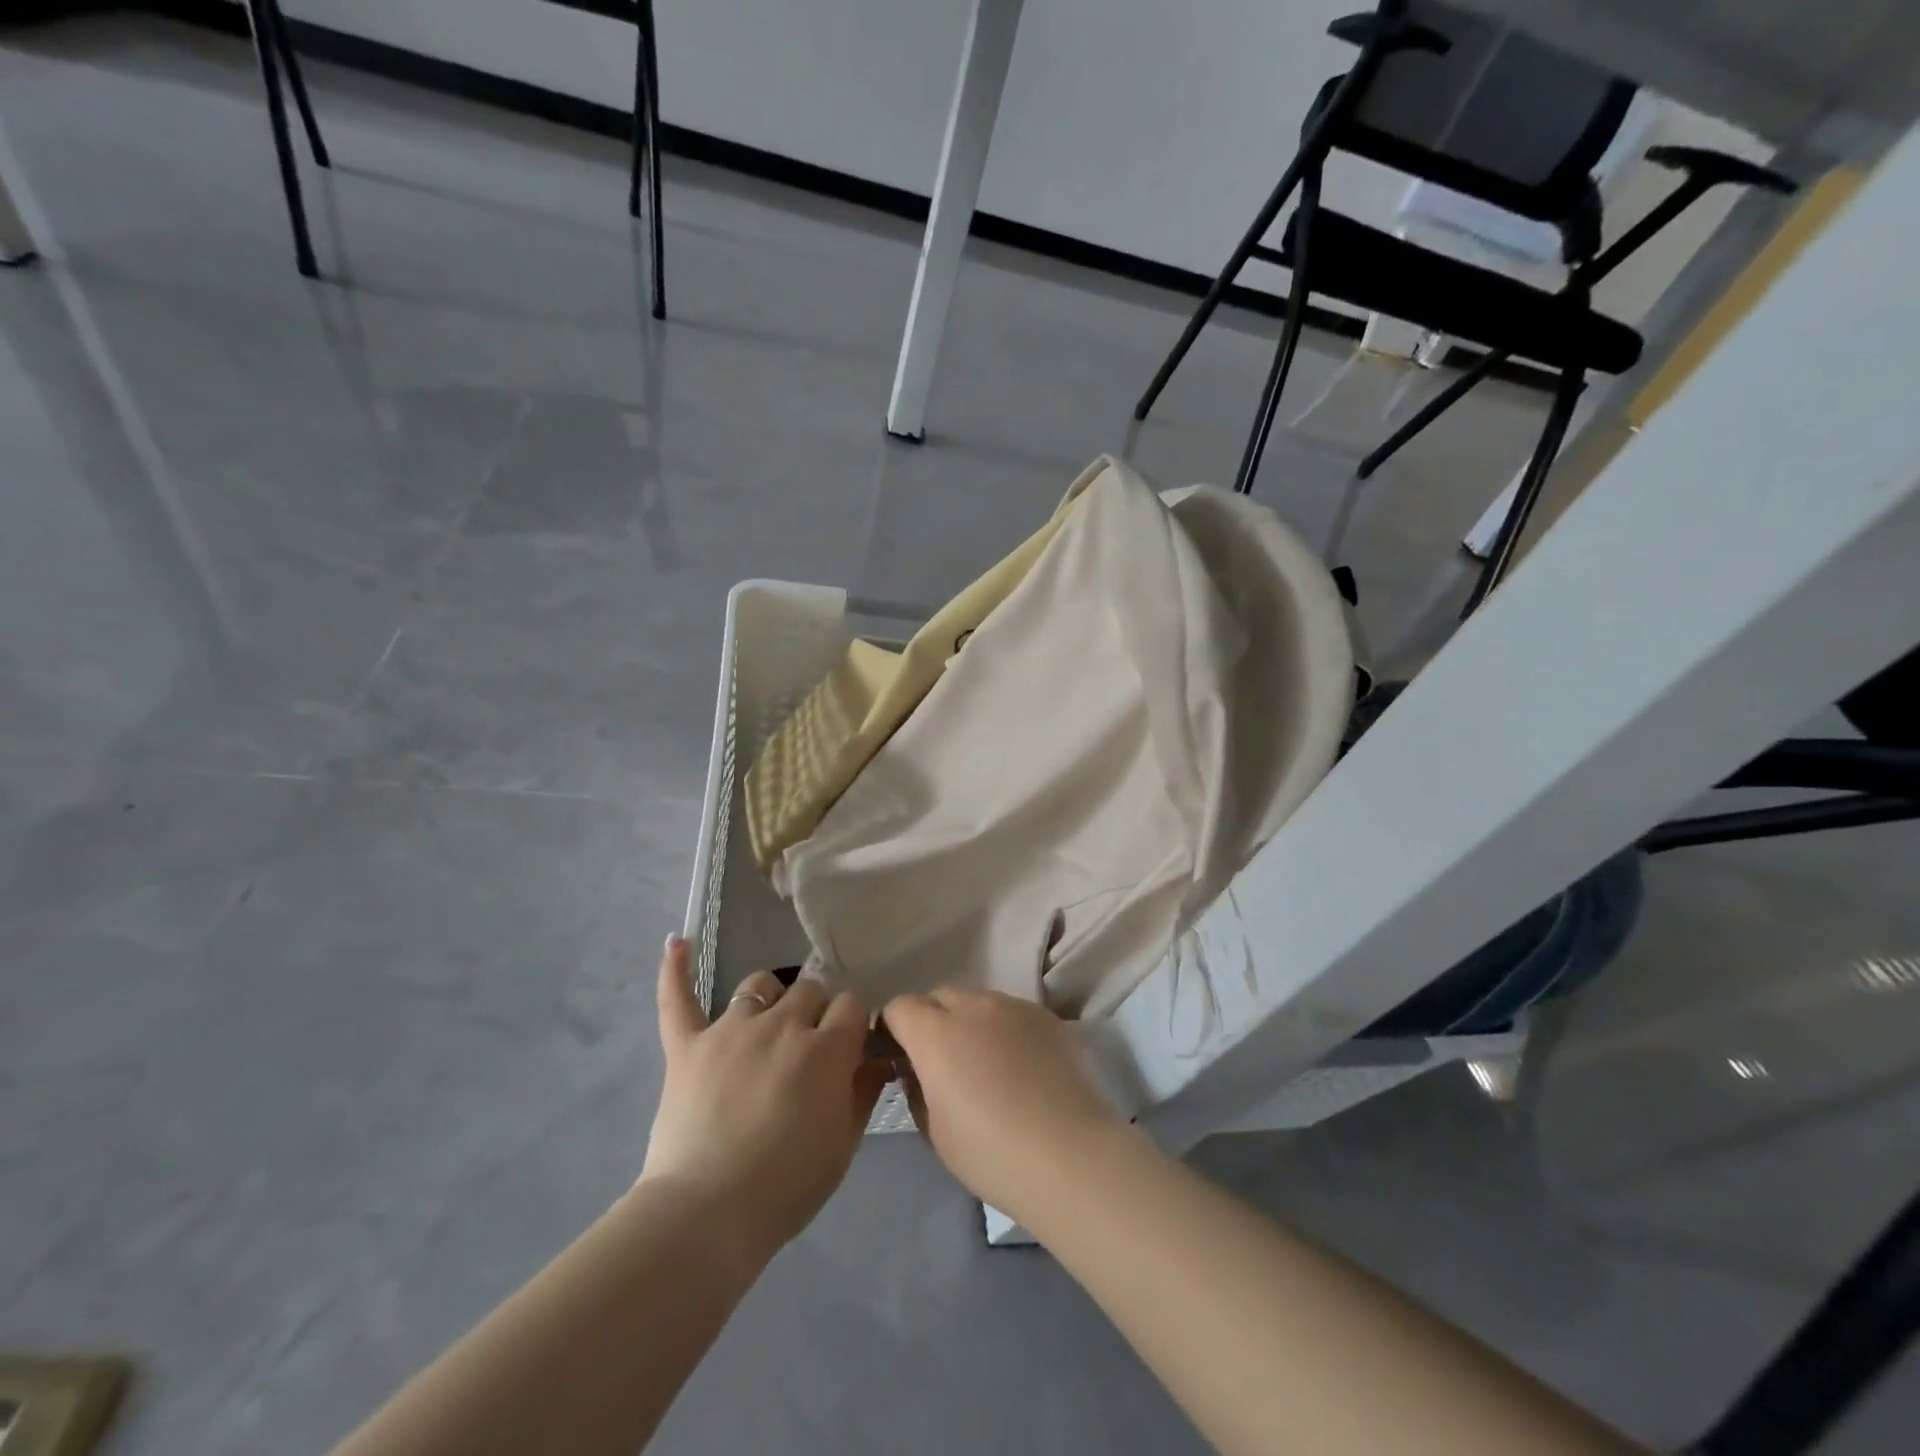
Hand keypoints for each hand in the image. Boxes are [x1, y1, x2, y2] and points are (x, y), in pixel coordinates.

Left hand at [640, 938, 888, 1264]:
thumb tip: (881, 1058)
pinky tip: (677, 942)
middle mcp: (782, 1024)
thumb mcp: (843, 1144)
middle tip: (809, 1047)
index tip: (850, 1045)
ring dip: (769, 998)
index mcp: (826, 1048)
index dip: (853, 1022)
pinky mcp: (688, 1045)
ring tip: (766, 1020)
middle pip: (810, 989)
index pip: (852, 1005)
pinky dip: (676, 970)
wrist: (707, 1216)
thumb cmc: (786, 1186)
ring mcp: (731, 1029)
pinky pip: (679, 999)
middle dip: (816, 1011)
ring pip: (758, 985)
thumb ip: (864, 1092)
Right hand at [882, 989, 1128, 1221]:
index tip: (900, 1058)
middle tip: (942, 1063)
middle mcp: (972, 1005)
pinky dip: (1004, 1029)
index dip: (894, 1030)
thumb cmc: (991, 1152)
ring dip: (970, 1022)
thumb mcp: (934, 1130)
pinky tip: (1020, 1066)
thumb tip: (917, 1069)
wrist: (1070, 1155)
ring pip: (978, 1000)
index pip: (899, 1007)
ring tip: (986, 1063)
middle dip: (931, 1020)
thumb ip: (917, 1088)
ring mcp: (1013, 1005)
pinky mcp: (1046, 1015)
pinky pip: (1012, 1012)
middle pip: (939, 997)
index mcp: (935, 1032)